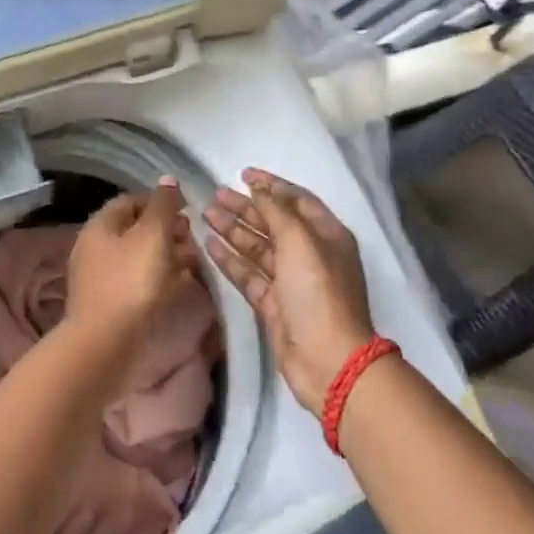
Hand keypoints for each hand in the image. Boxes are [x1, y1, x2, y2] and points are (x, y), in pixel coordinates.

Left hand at [66, 177, 197, 354]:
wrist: (106, 344)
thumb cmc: (131, 282)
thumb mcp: (152, 235)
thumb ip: (162, 205)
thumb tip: (167, 179)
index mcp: (100, 225)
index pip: (131, 200)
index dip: (160, 201)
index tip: (187, 211)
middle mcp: (94, 247)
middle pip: (134, 229)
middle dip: (166, 230)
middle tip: (193, 238)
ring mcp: (99, 278)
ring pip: (138, 257)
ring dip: (166, 255)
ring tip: (194, 262)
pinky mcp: (109, 304)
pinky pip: (137, 281)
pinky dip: (158, 278)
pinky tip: (179, 285)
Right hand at [202, 169, 375, 414]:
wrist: (327, 359)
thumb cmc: (318, 291)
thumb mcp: (300, 241)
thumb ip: (277, 211)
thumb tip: (260, 188)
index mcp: (326, 235)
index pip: (296, 200)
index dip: (271, 185)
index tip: (243, 174)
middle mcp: (309, 254)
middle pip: (274, 223)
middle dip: (246, 207)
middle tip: (215, 194)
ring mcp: (290, 280)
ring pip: (258, 247)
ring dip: (234, 230)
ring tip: (206, 214)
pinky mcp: (273, 304)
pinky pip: (248, 274)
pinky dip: (230, 259)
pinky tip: (209, 244)